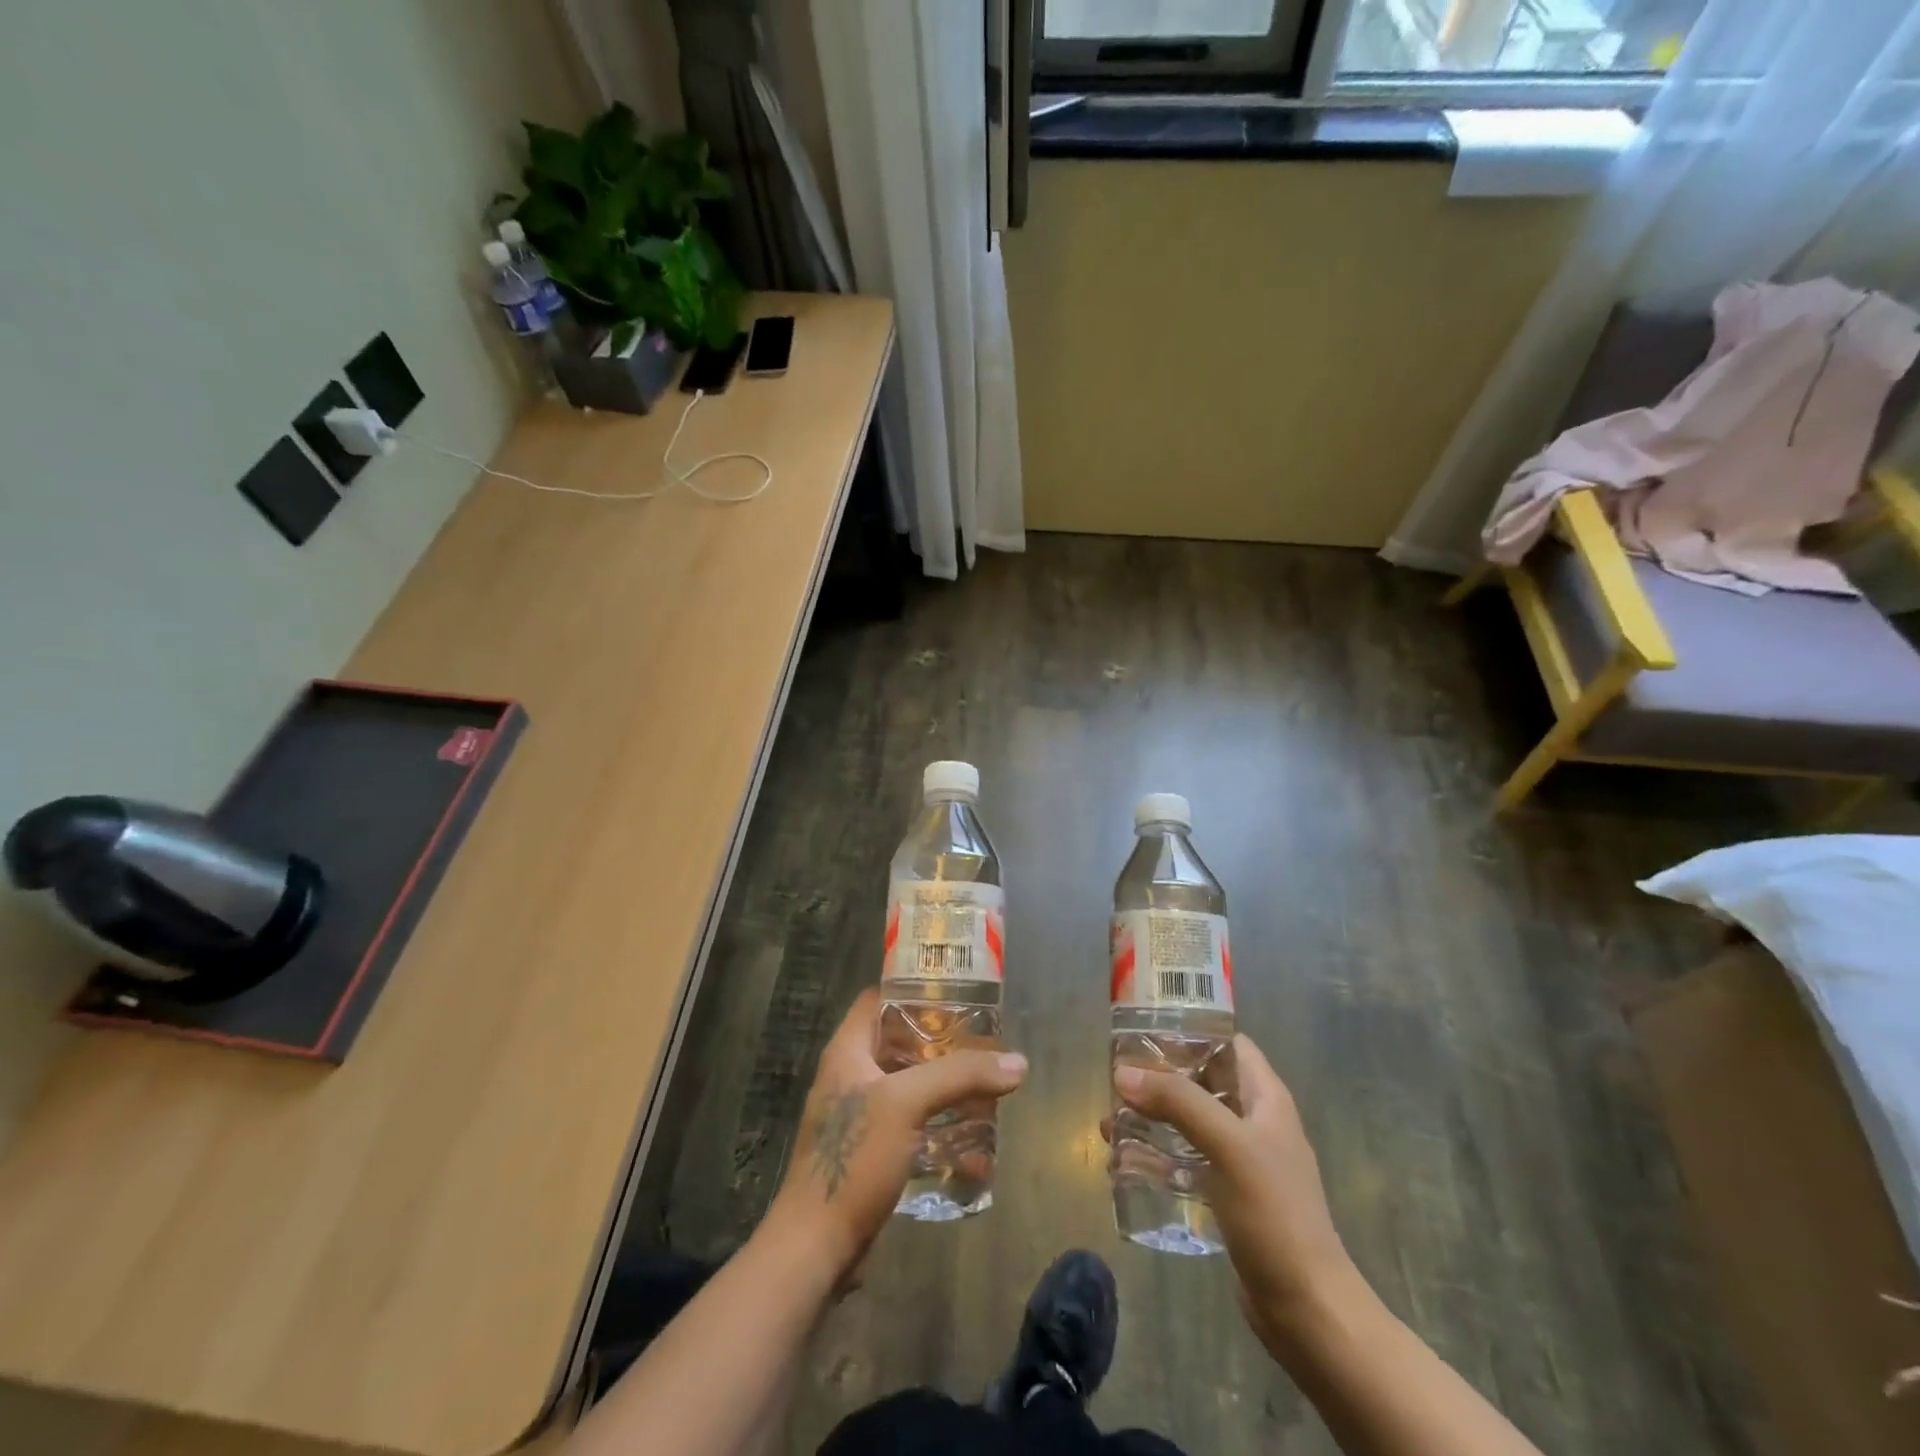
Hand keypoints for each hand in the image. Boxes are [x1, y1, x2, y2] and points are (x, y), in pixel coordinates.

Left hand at [767, 988, 1027, 1282]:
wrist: (817, 1248)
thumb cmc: (854, 1159)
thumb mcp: (906, 1104)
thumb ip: (960, 1076)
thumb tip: (1018, 1063)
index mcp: (848, 1051)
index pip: (878, 999)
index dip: (914, 989)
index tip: (957, 991)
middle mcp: (852, 1076)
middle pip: (901, 1042)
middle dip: (942, 1042)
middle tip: (985, 1041)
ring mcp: (861, 1117)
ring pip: (910, 1086)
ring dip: (946, 1087)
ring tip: (988, 1085)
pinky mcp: (872, 1153)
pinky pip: (913, 1126)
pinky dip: (941, 1127)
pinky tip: (976, 1142)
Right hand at [1108, 1034, 1357, 1352]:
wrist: (1307, 1309)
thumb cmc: (1274, 1214)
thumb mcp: (1228, 1146)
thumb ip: (1178, 1102)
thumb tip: (1123, 1074)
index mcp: (1266, 1098)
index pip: (1228, 1043)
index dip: (1191, 1031)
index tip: (1144, 1031)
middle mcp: (1254, 1121)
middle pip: (1202, 1081)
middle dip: (1159, 1078)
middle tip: (1116, 1079)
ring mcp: (1242, 1160)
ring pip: (1189, 1122)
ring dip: (1152, 1118)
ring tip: (1108, 1122)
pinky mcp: (1228, 1195)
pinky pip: (1186, 1161)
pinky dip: (1157, 1156)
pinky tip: (1124, 1163)